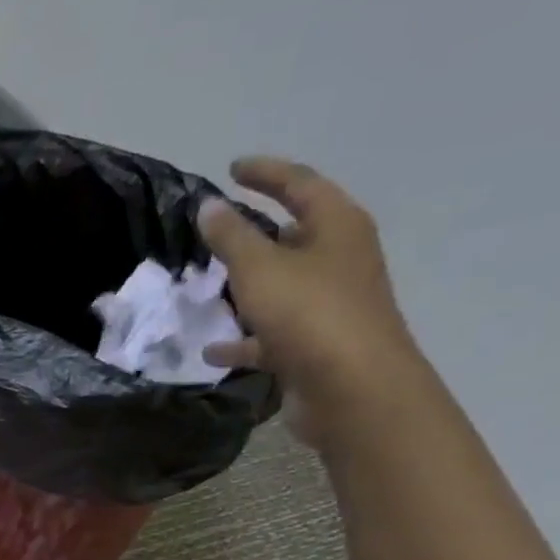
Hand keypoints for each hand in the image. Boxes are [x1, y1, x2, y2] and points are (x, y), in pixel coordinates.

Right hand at [198, 158, 429, 444]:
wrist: (350, 389)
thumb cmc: (309, 315)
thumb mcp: (261, 269)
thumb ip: (231, 238)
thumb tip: (209, 207)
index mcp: (337, 226)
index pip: (299, 184)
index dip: (265, 173)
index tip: (232, 170)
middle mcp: (338, 260)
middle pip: (294, 236)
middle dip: (255, 234)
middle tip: (217, 233)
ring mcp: (328, 306)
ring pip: (281, 288)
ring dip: (247, 289)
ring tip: (208, 291)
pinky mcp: (314, 346)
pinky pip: (271, 335)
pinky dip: (245, 340)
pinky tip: (213, 350)